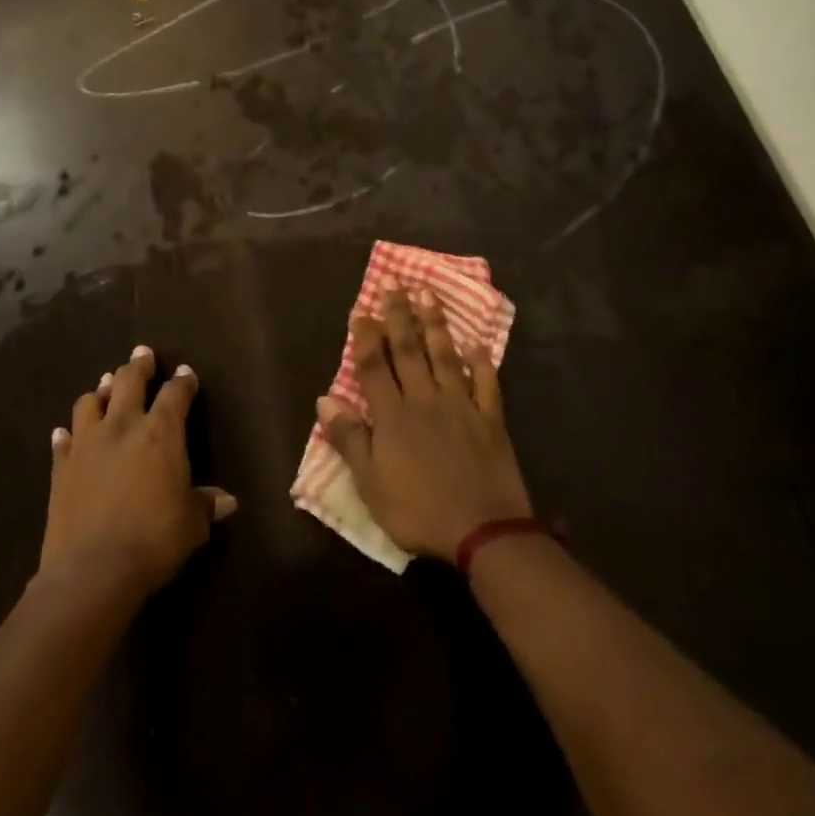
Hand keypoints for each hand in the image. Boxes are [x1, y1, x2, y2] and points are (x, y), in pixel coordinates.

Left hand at [40, 347, 236, 599]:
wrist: (93, 570)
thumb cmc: (154, 539)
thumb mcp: (192, 524)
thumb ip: (206, 505)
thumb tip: (228, 502)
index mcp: (161, 432)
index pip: (175, 394)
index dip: (183, 382)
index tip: (186, 374)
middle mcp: (123, 427)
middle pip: (129, 381)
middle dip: (138, 365)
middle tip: (142, 354)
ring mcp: (87, 444)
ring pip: (90, 403)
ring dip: (100, 393)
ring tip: (105, 388)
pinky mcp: (61, 468)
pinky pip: (63, 441)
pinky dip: (67, 434)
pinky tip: (65, 433)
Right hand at [317, 286, 532, 561]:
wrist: (482, 530)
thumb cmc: (418, 511)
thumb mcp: (370, 484)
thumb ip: (349, 439)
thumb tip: (324, 399)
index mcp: (393, 416)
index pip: (374, 367)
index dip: (366, 337)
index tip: (362, 310)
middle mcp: (425, 400)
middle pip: (409, 351)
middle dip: (399, 316)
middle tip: (395, 285)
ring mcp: (460, 406)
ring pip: (445, 356)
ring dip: (435, 325)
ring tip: (429, 295)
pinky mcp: (490, 419)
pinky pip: (485, 383)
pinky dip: (481, 362)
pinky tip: (477, 343)